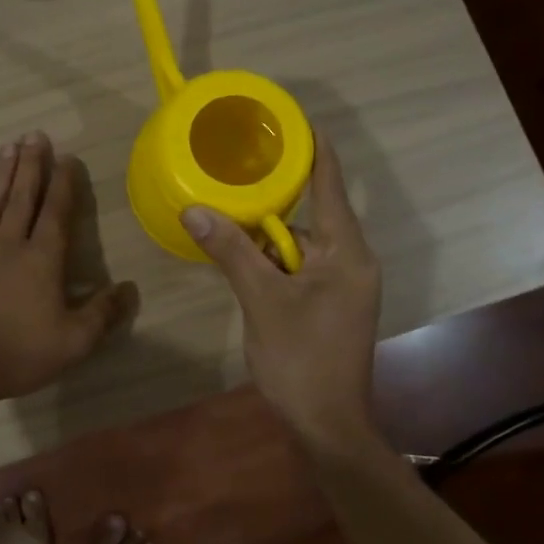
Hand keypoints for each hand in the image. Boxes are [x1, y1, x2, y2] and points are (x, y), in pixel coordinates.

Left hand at [0, 131, 136, 406]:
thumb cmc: (20, 353)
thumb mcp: (74, 342)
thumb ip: (102, 313)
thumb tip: (128, 289)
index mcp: (42, 260)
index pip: (56, 213)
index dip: (63, 184)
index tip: (66, 158)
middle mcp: (10, 244)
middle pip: (23, 197)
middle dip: (31, 165)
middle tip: (35, 135)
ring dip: (2, 172)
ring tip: (9, 145)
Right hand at [181, 136, 381, 442]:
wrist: (328, 424)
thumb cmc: (301, 359)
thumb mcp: (261, 299)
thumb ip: (231, 251)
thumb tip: (193, 209)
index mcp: (345, 251)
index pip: (329, 184)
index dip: (313, 149)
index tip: (292, 119)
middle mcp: (350, 260)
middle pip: (309, 214)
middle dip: (271, 198)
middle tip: (233, 172)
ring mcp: (341, 284)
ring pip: (298, 244)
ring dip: (265, 236)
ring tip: (226, 214)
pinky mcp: (329, 303)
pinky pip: (298, 266)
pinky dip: (271, 260)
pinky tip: (240, 258)